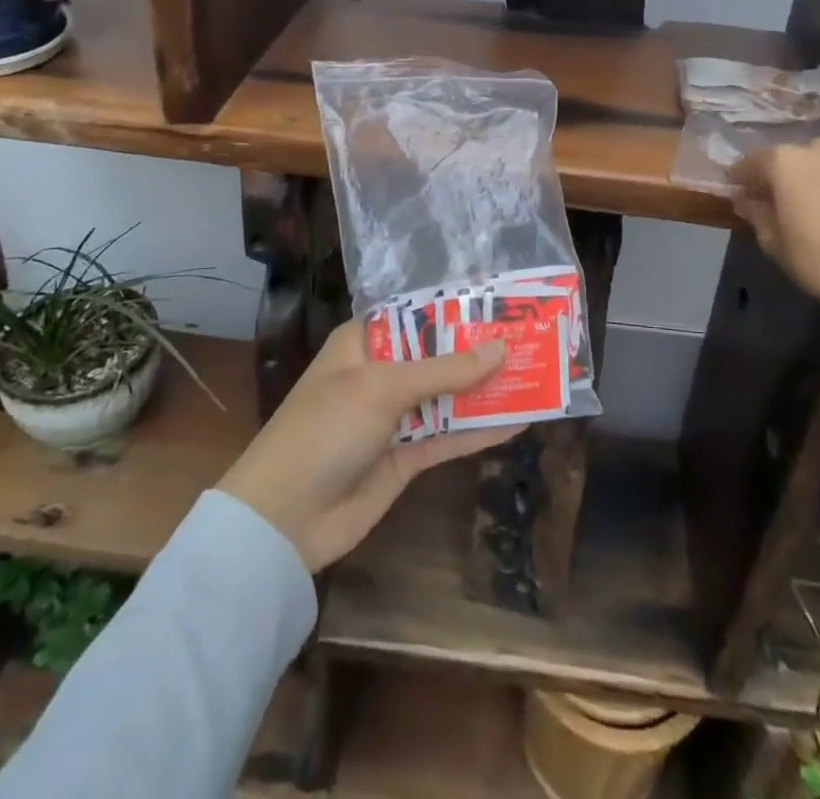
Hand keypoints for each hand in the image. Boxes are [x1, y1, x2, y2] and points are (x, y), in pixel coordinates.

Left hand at [216, 320, 521, 572]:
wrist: (284, 519)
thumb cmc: (325, 429)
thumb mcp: (382, 388)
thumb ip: (443, 371)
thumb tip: (500, 348)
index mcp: (363, 343)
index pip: (415, 313)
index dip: (455, 306)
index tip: (500, 299)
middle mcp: (380, 374)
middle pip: (437, 354)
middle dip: (479, 348)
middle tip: (531, 335)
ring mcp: (393, 417)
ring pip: (448, 395)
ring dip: (486, 388)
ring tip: (536, 373)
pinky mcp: (405, 456)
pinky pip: (448, 436)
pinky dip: (480, 430)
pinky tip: (518, 421)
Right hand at [731, 140, 819, 314]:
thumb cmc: (817, 258)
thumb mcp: (773, 241)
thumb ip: (755, 213)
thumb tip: (745, 200)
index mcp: (784, 162)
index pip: (752, 161)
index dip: (740, 176)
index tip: (734, 188)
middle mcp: (817, 149)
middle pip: (788, 156)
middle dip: (777, 172)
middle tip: (772, 195)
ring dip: (809, 172)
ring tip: (808, 196)